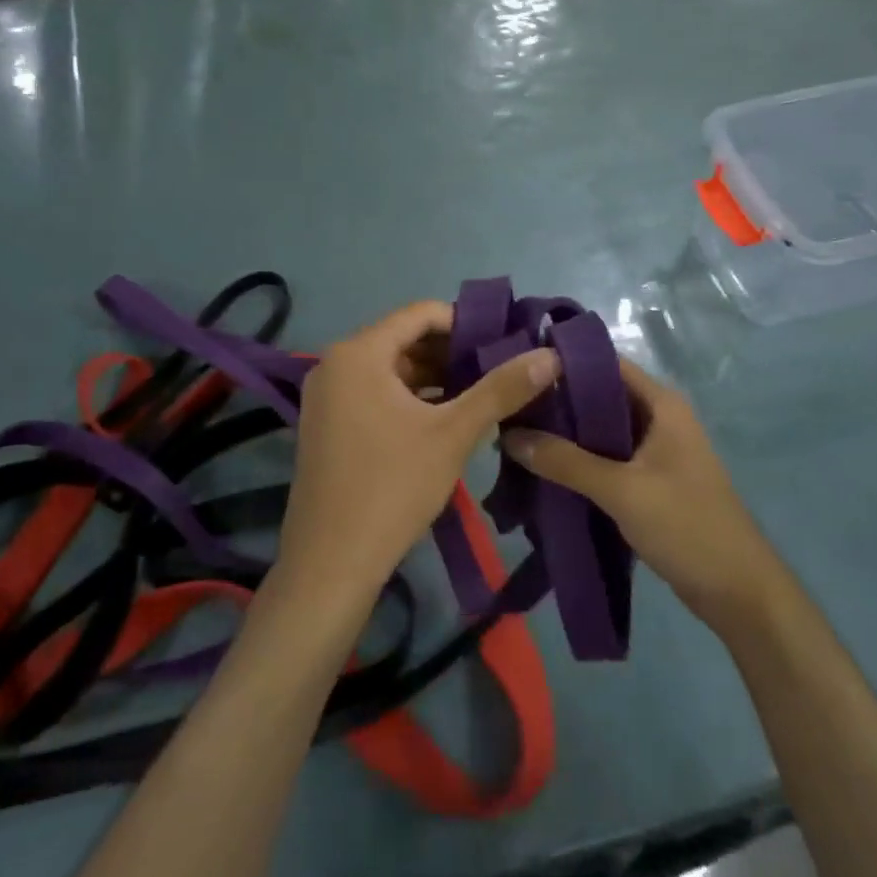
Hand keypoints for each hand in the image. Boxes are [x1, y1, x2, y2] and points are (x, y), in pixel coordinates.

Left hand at [278, 301, 560, 601]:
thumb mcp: (454, 434)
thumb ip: (501, 389)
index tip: (503, 343)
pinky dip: (408, 399)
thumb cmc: (392, 487)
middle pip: (403, 339)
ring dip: (433, 378)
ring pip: (389, 369)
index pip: (420, 314)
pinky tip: (442, 420)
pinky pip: (373, 393)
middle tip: (497, 372)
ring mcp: (325, 396)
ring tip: (478, 395)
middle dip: (451, 353)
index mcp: (358, 353)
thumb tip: (550, 355)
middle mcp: (334, 364)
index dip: (466, 323)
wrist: (330, 562)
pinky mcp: (326, 424)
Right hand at [501, 359, 785, 627]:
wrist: (738, 592)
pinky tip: (542, 469)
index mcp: (661, 404)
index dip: (563, 363)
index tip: (517, 368)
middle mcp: (658, 418)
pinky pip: (605, 458)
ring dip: (564, 434)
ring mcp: (654, 451)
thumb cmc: (687, 527)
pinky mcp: (648, 480)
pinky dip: (577, 461)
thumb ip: (565, 461)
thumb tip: (509, 435)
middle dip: (556, 402)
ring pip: (600, 430)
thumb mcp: (622, 490)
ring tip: (515, 435)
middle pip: (599, 396)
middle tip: (507, 407)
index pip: (605, 364)